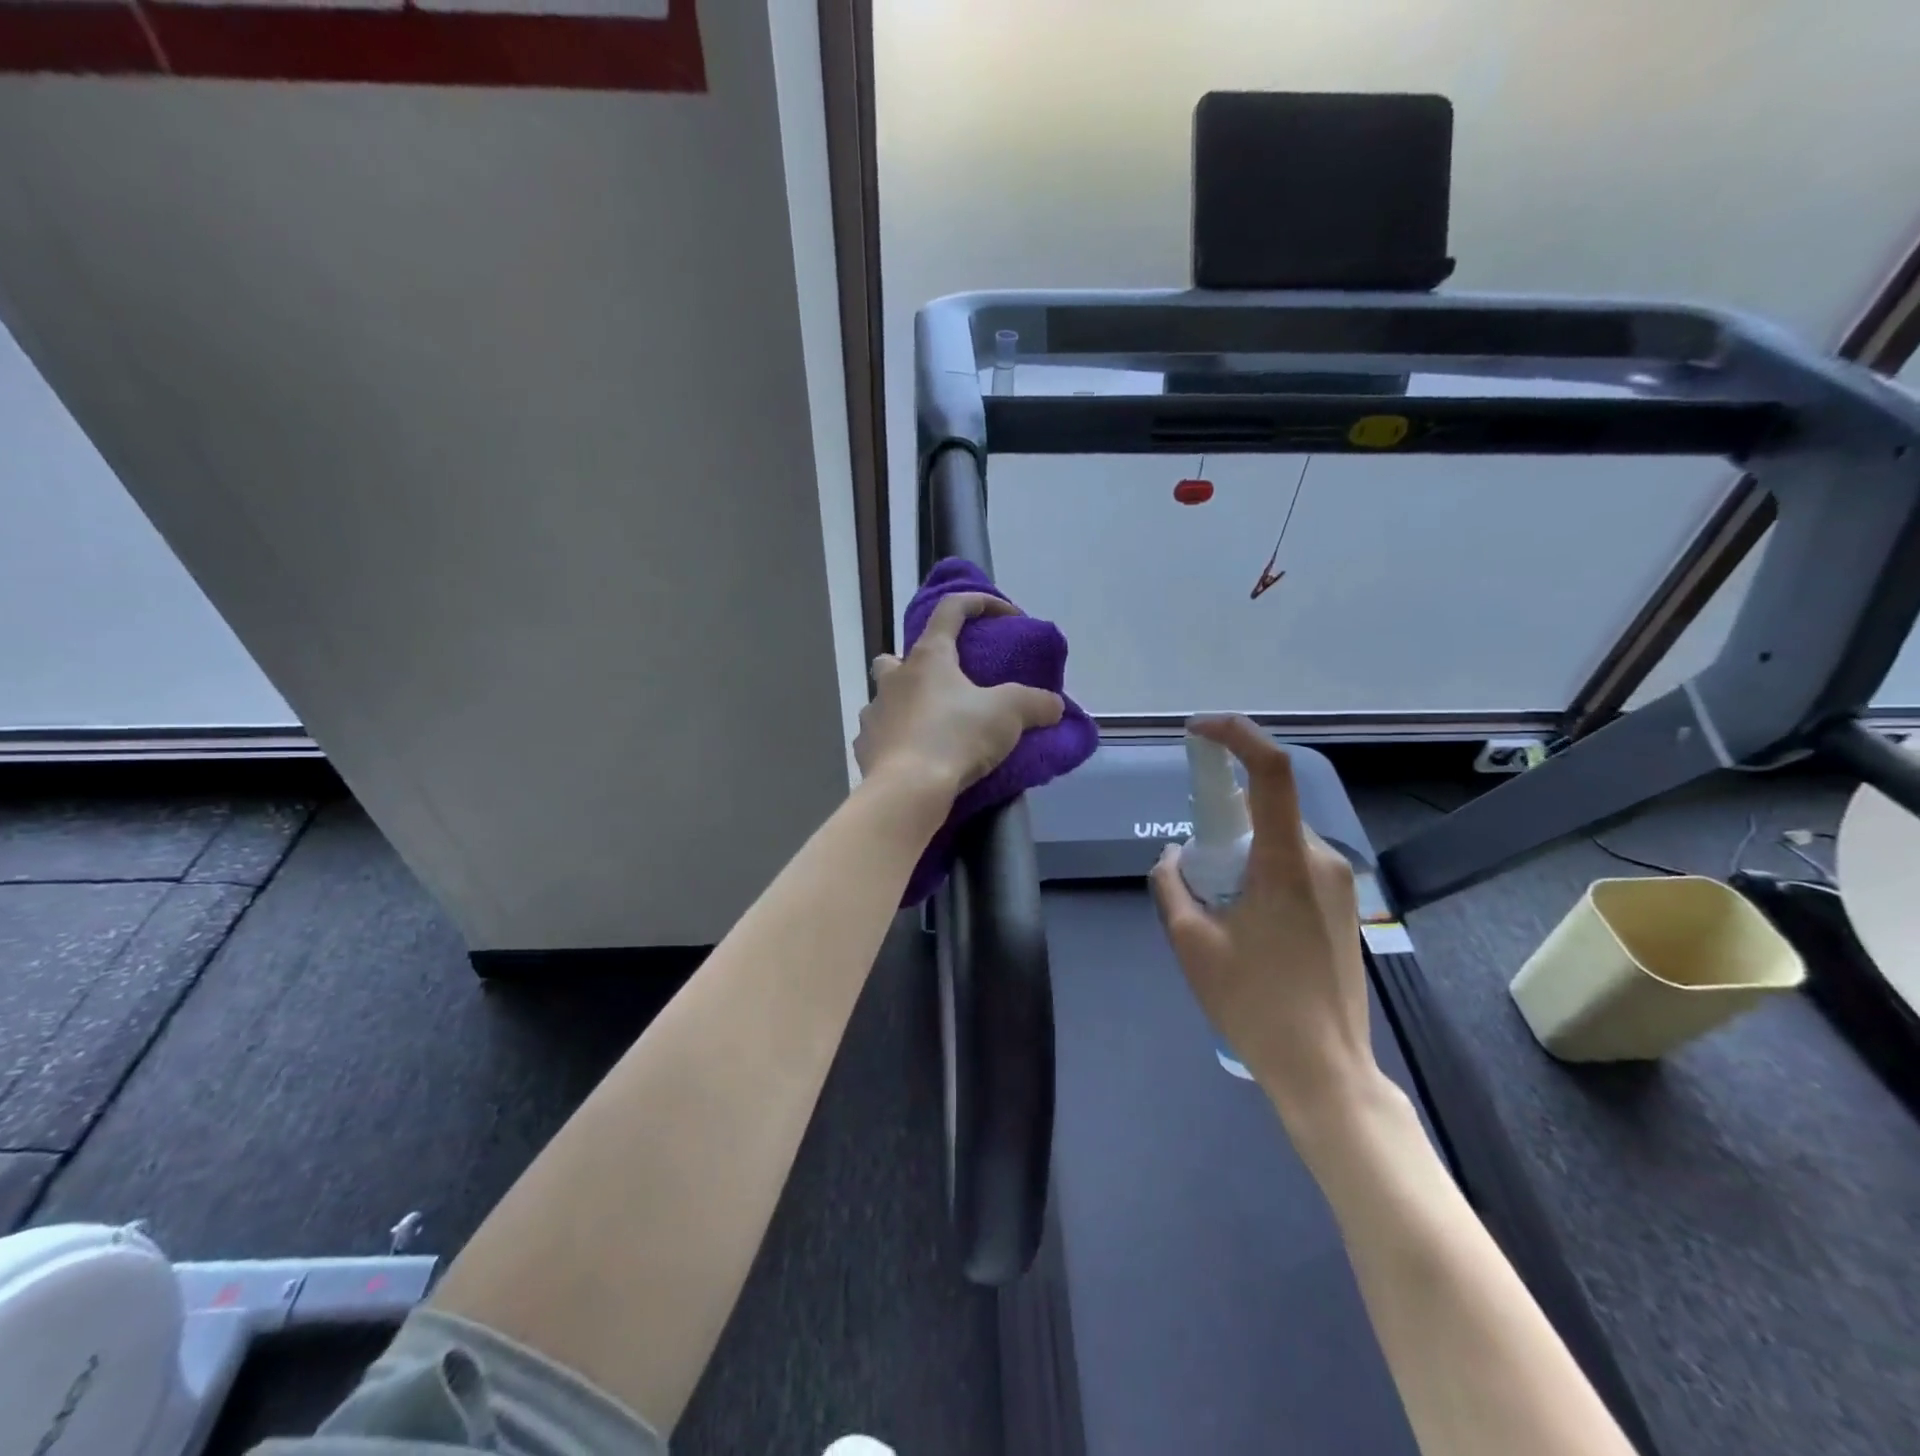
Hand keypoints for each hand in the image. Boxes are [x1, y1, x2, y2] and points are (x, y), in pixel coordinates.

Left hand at [855, 592, 1064, 802]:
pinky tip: (916, 757)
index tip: (1005, 615)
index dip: (979, 603)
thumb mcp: (1009, 715)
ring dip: (906, 705)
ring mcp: (873, 713)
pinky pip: (880, 736)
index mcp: (928, 657)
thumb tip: (1054, 705)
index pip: (951, 610)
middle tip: (946, 685)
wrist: (907, 791)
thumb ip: (1035, 703)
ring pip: (885, 698)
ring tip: (933, 727)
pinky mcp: (865, 748)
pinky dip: (897, 741)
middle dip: (918, 664)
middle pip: (897, 656)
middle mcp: (894, 678)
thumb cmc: (956, 738)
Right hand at [1149, 714, 1381, 1123]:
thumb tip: (1174, 857)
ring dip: (1242, 851)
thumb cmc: (1254, 1004)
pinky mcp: (1342, 905)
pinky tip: (1247, 921)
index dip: (1237, 736)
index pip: (1270, 771)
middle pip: (1268, 808)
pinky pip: (1295, 864)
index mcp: (1286, 861)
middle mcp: (1321, 859)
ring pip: (1280, 839)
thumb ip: (1171, 886)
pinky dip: (1262, 869)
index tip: (1198, 731)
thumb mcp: (1192, 943)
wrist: (1325, 1069)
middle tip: (1195, 864)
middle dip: (1225, 818)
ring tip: (1219, 909)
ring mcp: (1338, 883)